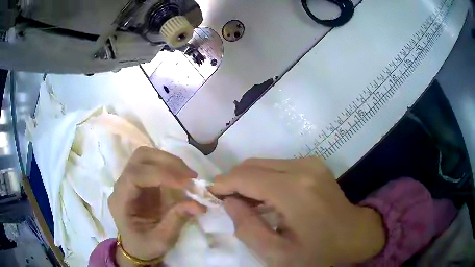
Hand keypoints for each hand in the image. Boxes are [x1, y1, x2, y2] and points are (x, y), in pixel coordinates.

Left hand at [108, 147, 205, 266]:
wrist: (136, 247)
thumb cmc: (145, 246)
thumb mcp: (161, 240)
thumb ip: (177, 220)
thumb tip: (198, 204)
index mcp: (120, 201)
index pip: (135, 175)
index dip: (161, 175)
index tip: (186, 183)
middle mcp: (122, 185)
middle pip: (140, 158)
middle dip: (166, 162)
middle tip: (190, 176)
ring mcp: (130, 181)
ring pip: (147, 156)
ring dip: (169, 161)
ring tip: (188, 176)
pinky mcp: (141, 181)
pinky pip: (154, 165)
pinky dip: (170, 167)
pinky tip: (182, 178)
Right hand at [212, 157, 384, 265]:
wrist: (354, 235)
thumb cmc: (319, 252)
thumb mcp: (277, 254)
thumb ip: (246, 228)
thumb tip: (229, 202)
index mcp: (294, 190)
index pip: (245, 177)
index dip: (222, 185)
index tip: (209, 196)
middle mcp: (302, 167)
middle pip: (252, 165)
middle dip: (233, 182)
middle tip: (226, 204)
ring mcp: (310, 162)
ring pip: (263, 164)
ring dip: (248, 181)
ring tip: (245, 205)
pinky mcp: (313, 164)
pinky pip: (276, 167)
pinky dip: (263, 180)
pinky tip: (265, 199)